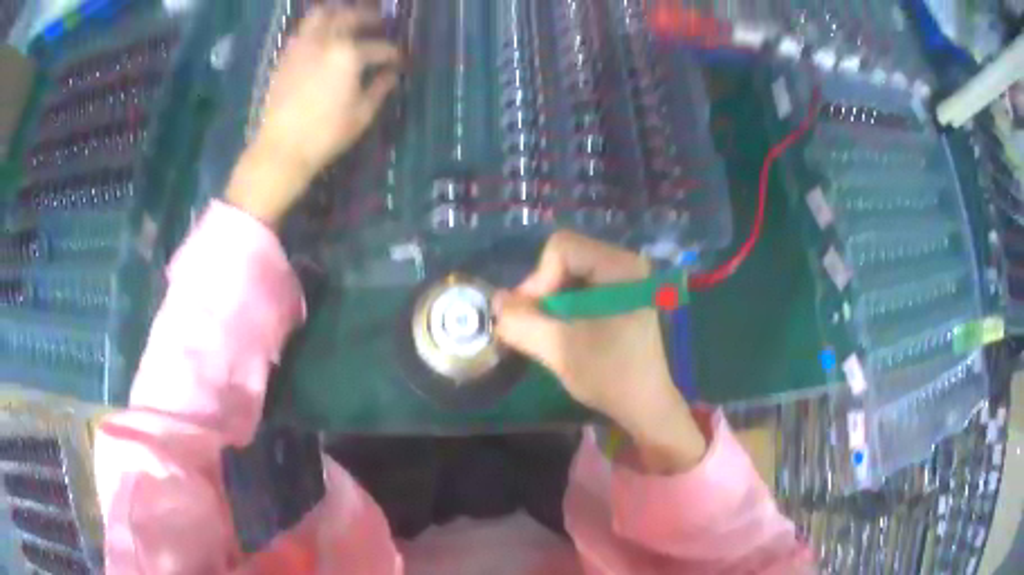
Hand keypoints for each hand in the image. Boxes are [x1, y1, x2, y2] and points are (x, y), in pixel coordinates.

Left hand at [227, 6, 400, 225]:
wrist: (281, 149)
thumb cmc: (325, 134)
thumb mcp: (361, 114)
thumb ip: (380, 88)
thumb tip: (392, 74)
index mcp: (349, 55)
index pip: (378, 47)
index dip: (392, 53)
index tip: (398, 59)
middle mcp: (325, 42)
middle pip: (350, 17)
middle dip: (368, 17)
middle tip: (378, 22)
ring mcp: (302, 47)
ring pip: (321, 15)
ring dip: (338, 13)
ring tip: (347, 19)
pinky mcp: (285, 57)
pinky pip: (302, 30)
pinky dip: (317, 27)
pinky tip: (323, 37)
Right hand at [494, 231, 706, 473]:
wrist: (645, 404)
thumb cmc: (609, 375)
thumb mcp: (558, 349)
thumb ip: (521, 322)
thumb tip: (495, 301)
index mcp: (620, 267)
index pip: (562, 248)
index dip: (539, 280)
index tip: (534, 317)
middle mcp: (626, 262)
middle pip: (565, 256)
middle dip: (543, 290)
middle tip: (536, 325)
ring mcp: (626, 277)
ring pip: (569, 270)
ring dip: (551, 299)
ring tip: (549, 330)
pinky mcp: (622, 292)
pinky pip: (581, 283)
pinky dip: (564, 303)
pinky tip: (565, 329)